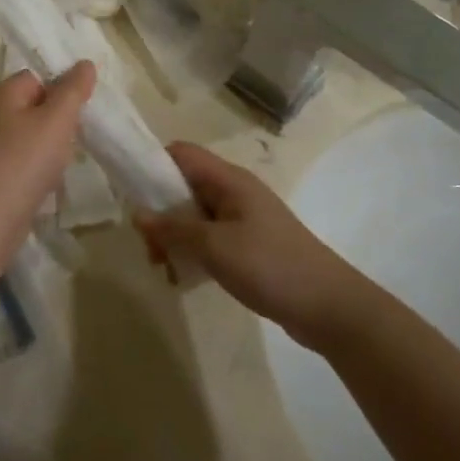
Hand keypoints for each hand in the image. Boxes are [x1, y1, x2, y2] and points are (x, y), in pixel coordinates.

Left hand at [0, 62, 95, 223]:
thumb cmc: (25, 159)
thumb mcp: (57, 119)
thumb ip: (73, 90)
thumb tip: (85, 63)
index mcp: (5, 94)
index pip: (37, 76)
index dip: (62, 86)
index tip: (83, 103)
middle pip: (35, 106)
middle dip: (59, 118)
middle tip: (79, 131)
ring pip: (32, 136)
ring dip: (52, 146)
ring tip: (66, 159)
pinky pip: (25, 161)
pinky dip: (41, 168)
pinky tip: (51, 180)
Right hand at [135, 142, 357, 343]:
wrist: (329, 307)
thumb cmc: (270, 266)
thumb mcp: (215, 247)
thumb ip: (174, 228)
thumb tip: (138, 214)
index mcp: (229, 180)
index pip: (181, 153)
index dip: (152, 164)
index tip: (130, 193)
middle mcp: (234, 192)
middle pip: (183, 185)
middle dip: (159, 211)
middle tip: (148, 246)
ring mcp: (243, 219)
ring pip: (194, 215)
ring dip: (173, 236)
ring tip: (163, 267)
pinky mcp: (249, 245)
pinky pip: (209, 238)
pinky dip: (192, 251)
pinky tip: (183, 276)